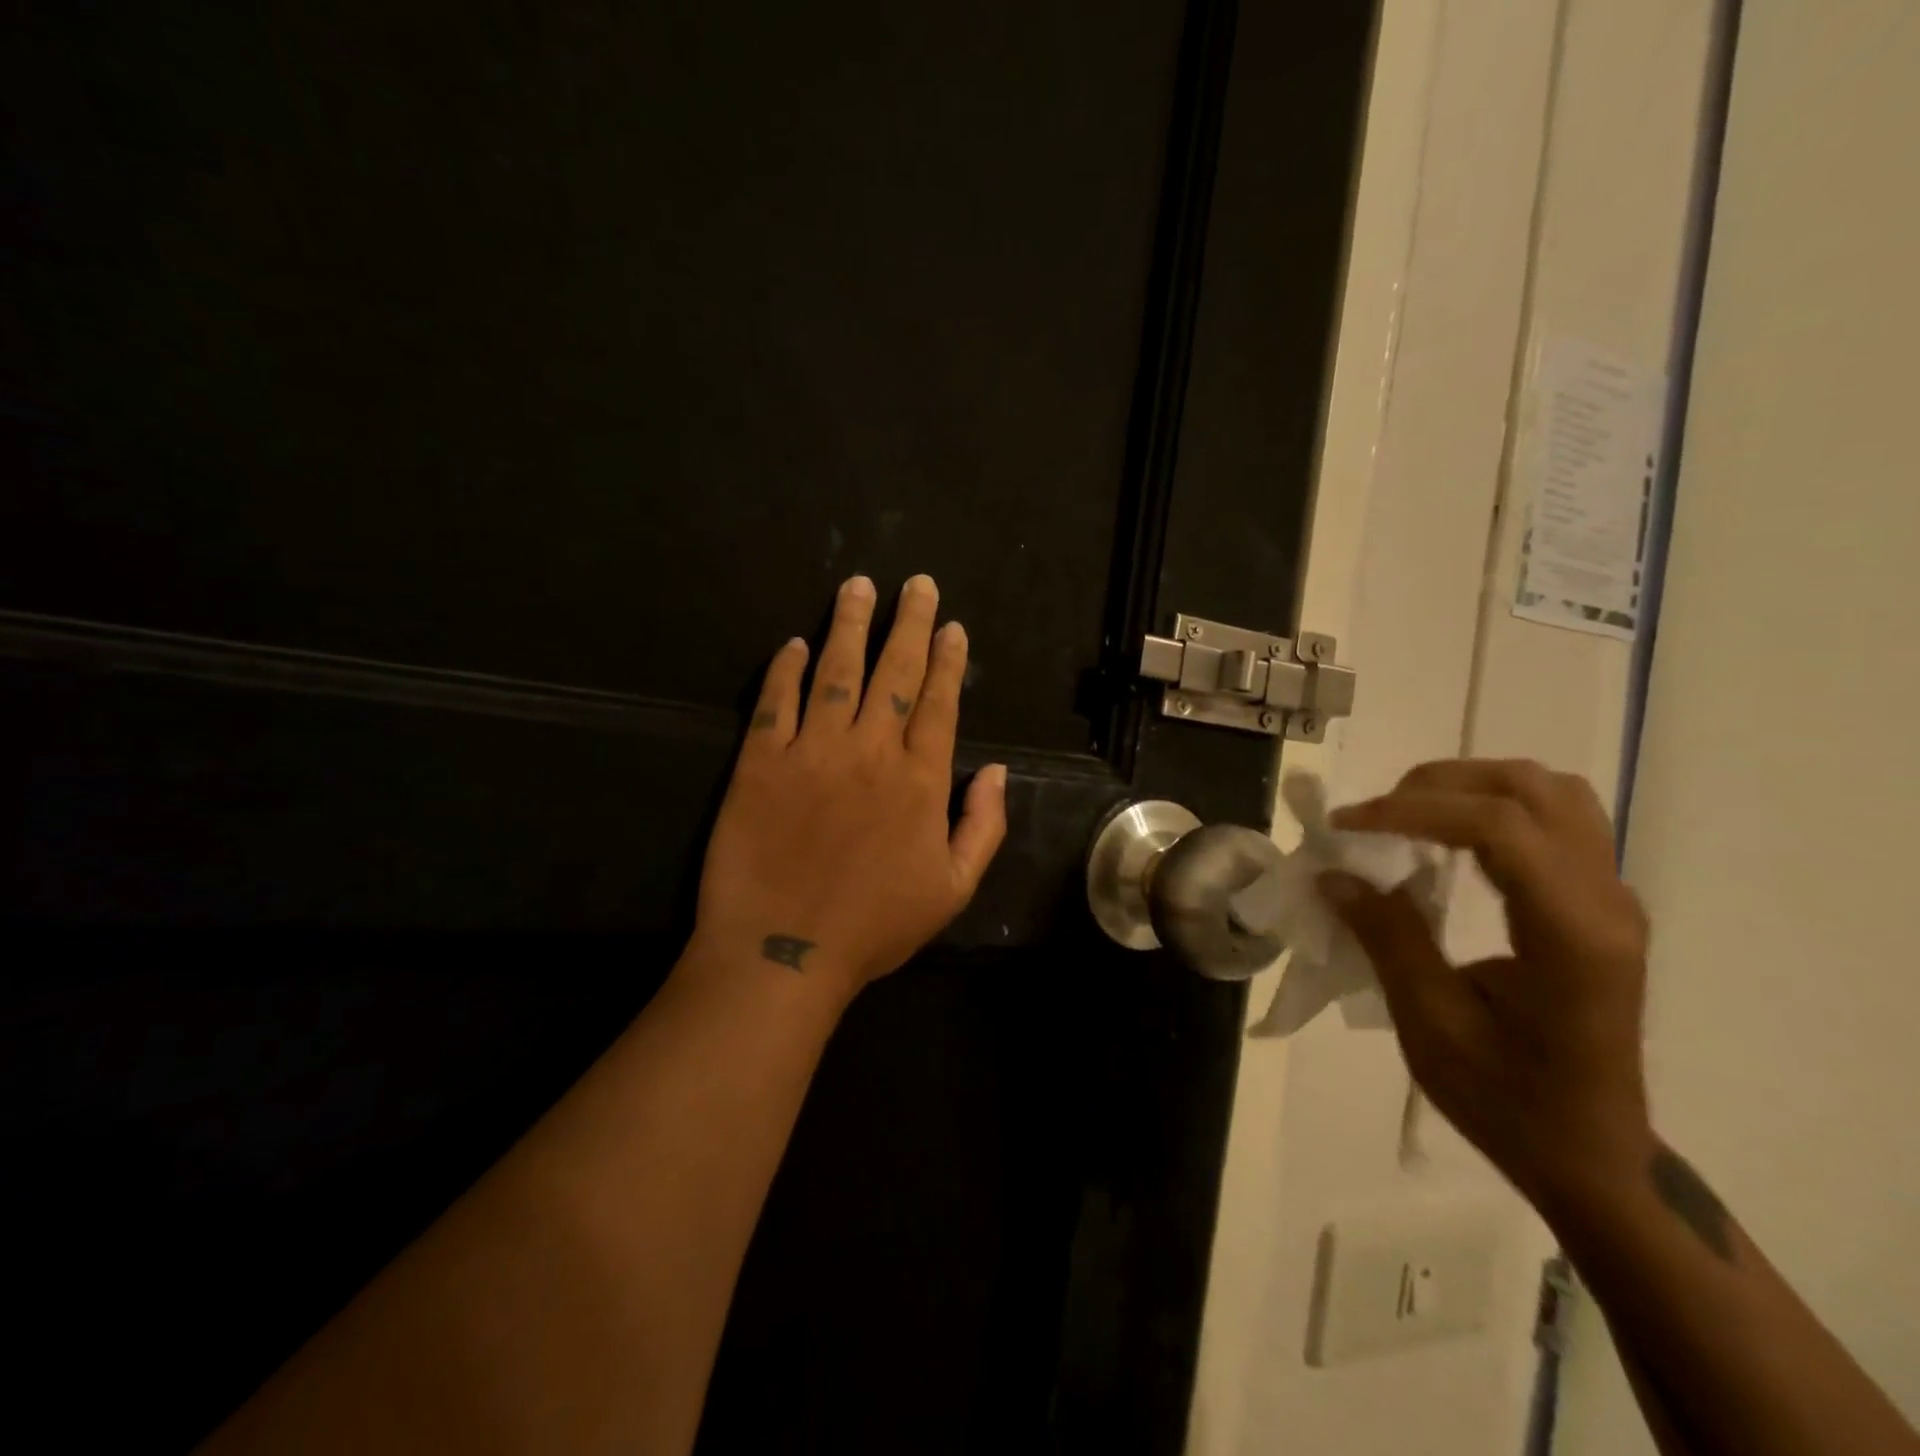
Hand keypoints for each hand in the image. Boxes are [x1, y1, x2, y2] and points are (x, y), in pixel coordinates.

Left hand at [690, 574, 1007, 1000]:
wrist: (783, 952)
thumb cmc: (874, 926)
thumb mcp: (953, 890)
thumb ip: (982, 826)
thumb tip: (997, 771)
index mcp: (919, 779)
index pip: (939, 702)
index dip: (947, 660)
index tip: (951, 625)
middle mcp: (869, 750)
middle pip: (893, 671)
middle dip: (908, 622)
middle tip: (916, 583)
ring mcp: (811, 750)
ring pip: (835, 671)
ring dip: (848, 624)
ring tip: (856, 586)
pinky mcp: (760, 761)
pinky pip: (775, 702)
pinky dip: (784, 668)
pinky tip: (792, 643)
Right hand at [1320, 759, 1654, 1209]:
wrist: (1592, 1155)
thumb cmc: (1510, 1101)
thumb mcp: (1432, 1027)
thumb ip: (1388, 939)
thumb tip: (1334, 874)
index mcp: (1572, 936)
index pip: (1499, 828)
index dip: (1412, 810)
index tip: (1346, 825)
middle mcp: (1606, 902)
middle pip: (1530, 789)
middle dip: (1439, 785)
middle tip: (1375, 815)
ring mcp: (1611, 898)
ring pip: (1551, 791)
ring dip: (1471, 786)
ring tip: (1409, 813)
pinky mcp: (1599, 903)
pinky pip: (1555, 818)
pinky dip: (1493, 806)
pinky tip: (1450, 835)